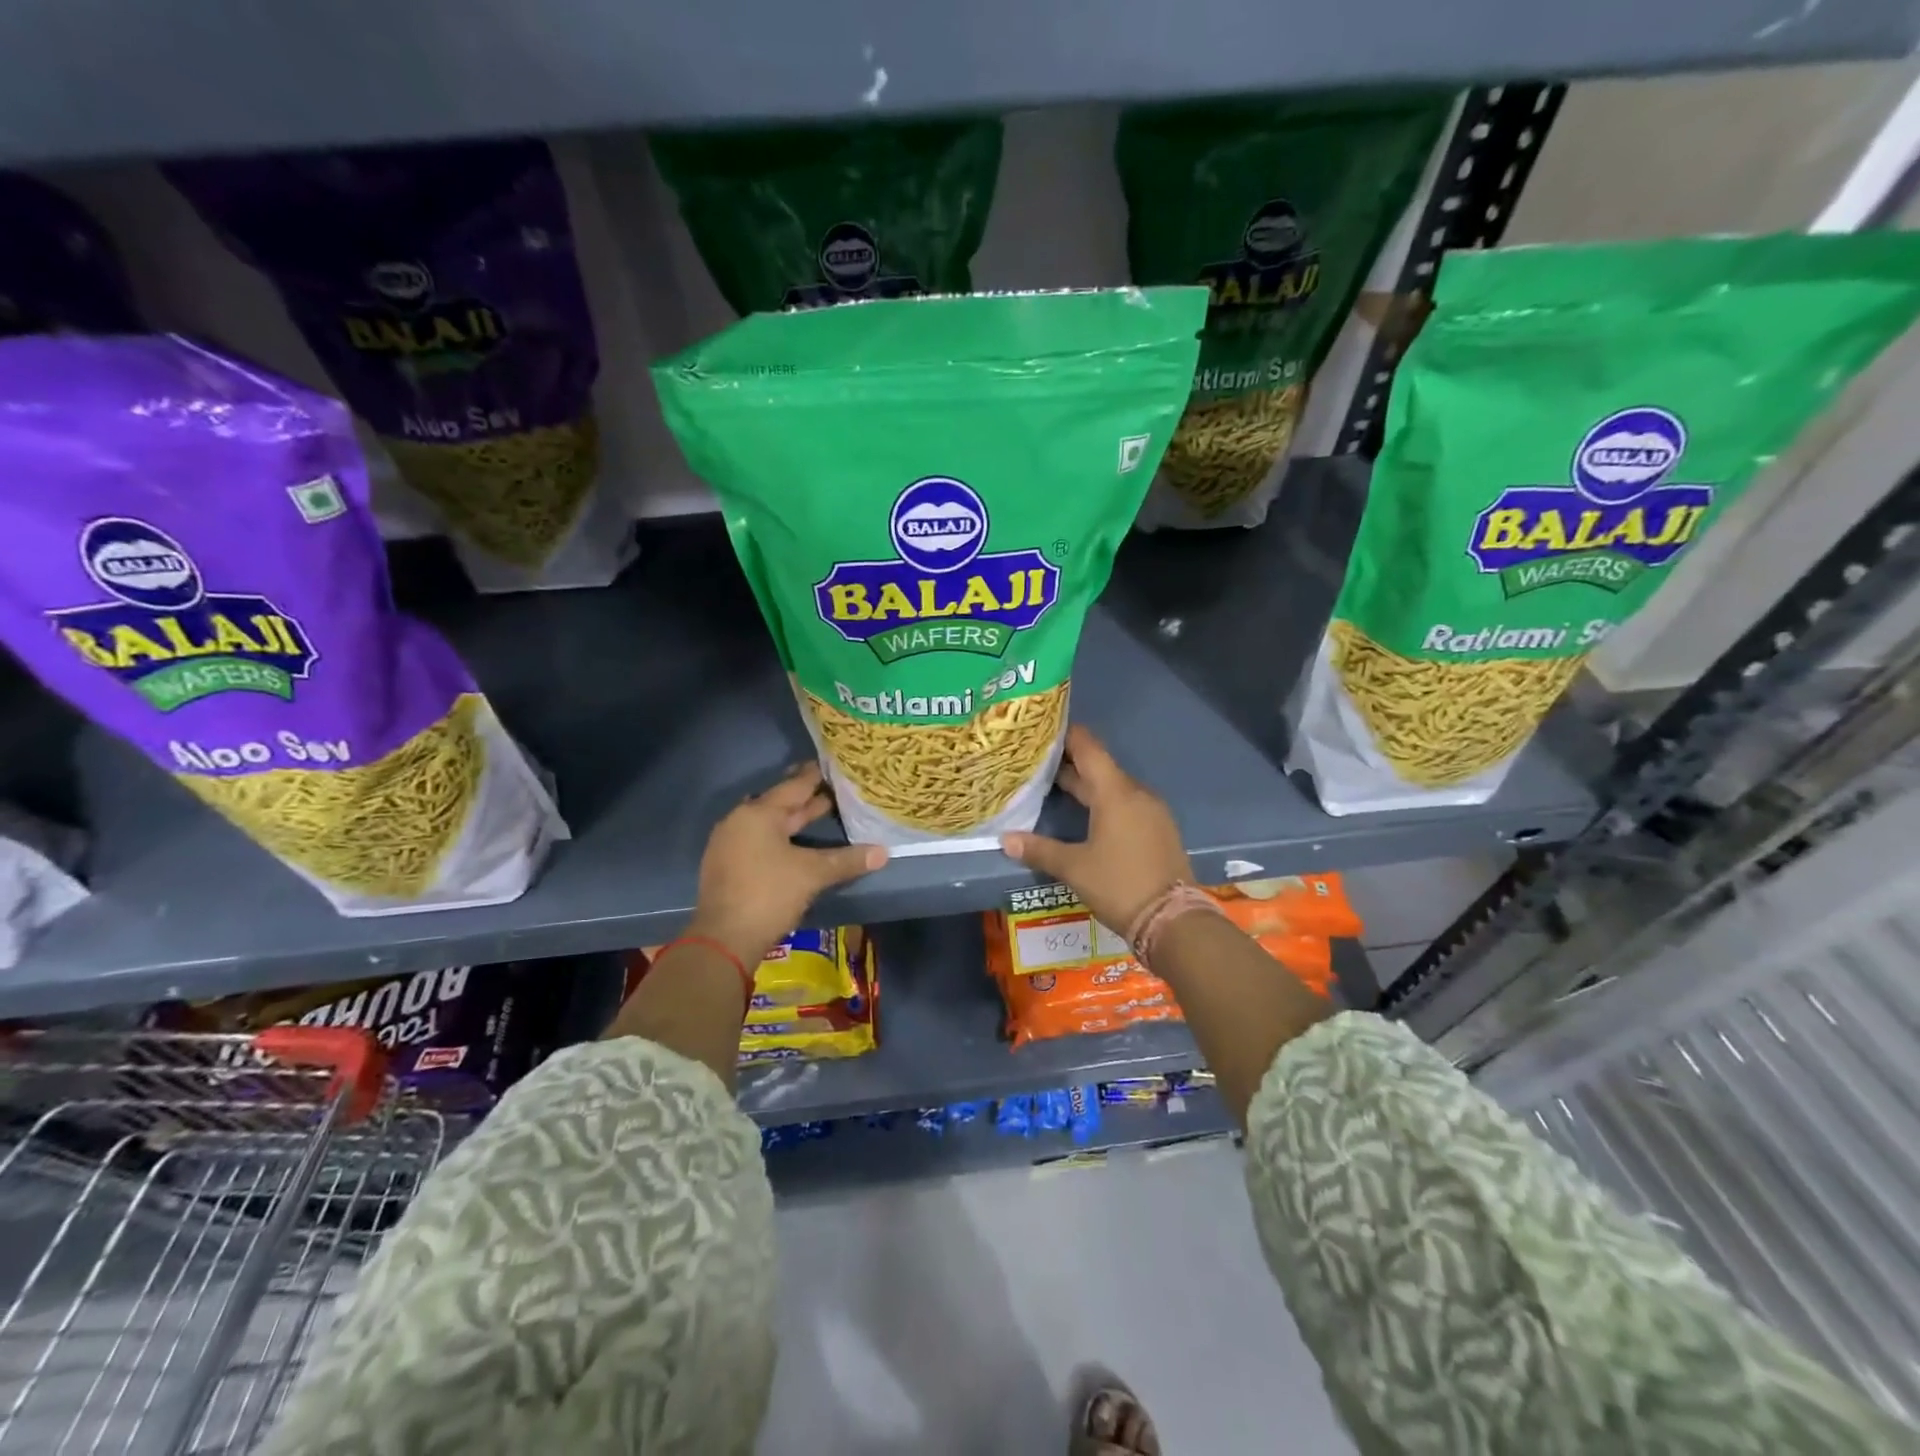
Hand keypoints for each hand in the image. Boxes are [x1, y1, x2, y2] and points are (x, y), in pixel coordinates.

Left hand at [692, 763, 887, 965]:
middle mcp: (740, 821)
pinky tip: (798, 844)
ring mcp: (730, 844)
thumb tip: (883, 852)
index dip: (816, 776)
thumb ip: (847, 860)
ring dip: (794, 820)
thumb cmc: (769, 894)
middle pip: (780, 804)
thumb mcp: (812, 874)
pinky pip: (759, 840)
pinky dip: (780, 838)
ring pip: (769, 823)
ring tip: (821, 812)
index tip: (834, 765)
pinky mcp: (728, 865)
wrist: (724, 939)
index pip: (794, 786)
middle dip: (808, 799)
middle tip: (836, 789)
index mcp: (758, 813)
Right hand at [1000, 724, 1192, 934]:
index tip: (1043, 730)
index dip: (1066, 736)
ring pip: (1113, 788)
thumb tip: (1005, 839)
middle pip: (1099, 768)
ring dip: (1087, 786)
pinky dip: (1105, 803)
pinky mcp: (1158, 830)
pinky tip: (1086, 817)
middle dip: (1069, 765)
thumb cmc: (1119, 884)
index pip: (1089, 748)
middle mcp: (1136, 794)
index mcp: (1115, 793)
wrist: (1173, 921)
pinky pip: (1127, 805)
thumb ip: (1039, 849)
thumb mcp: (1074, 868)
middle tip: (1037, 763)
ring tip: (1055, 788)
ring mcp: (1151, 812)